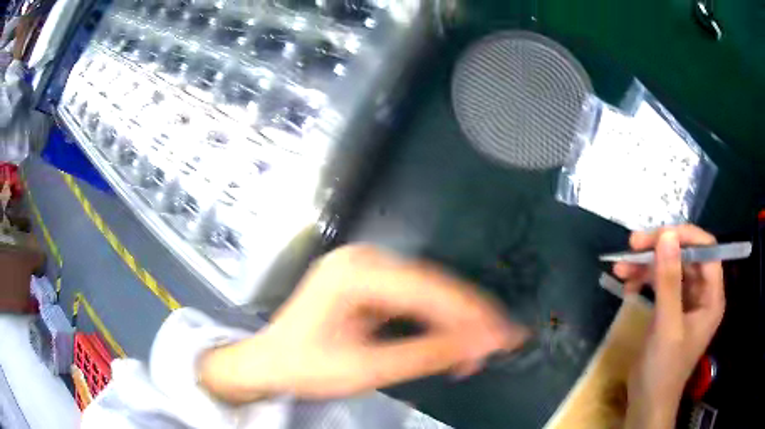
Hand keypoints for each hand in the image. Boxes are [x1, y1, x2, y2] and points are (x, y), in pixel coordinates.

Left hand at [200, 245, 528, 402]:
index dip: (470, 315)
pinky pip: (412, 298)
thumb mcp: (367, 367)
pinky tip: (451, 338)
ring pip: (426, 292)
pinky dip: (434, 321)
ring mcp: (364, 269)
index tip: (503, 335)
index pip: (428, 290)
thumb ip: (426, 355)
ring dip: (454, 321)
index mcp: (355, 272)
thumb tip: (479, 346)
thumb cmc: (306, 366)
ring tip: (480, 346)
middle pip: (431, 287)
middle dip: (467, 319)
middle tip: (498, 343)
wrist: (269, 364)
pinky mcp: (367, 283)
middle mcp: (363, 260)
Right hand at [614, 225, 724, 427]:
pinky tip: (627, 285)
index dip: (686, 237)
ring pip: (670, 268)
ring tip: (621, 267)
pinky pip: (660, 284)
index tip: (658, 235)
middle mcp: (702, 293)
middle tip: (632, 245)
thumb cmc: (663, 369)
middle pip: (685, 256)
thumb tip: (666, 235)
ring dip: (646, 265)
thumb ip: (668, 281)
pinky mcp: (670, 309)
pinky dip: (644, 281)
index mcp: (711, 296)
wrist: (646, 402)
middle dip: (659, 250)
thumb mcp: (667, 326)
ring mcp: (685, 301)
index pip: (706, 250)